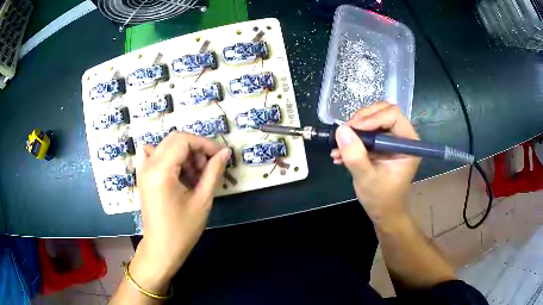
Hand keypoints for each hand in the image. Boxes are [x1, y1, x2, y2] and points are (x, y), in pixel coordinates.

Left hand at [130, 131, 230, 292]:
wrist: (161, 248)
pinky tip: (174, 169)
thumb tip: (225, 152)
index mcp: (161, 170)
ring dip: (183, 152)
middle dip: (195, 147)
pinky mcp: (142, 176)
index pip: (184, 141)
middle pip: (174, 139)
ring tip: (194, 173)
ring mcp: (142, 169)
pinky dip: (165, 155)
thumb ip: (213, 172)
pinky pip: (151, 154)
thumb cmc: (183, 229)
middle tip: (209, 166)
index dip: (205, 144)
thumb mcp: (202, 200)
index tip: (221, 155)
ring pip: (165, 145)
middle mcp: (148, 165)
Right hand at [331, 102, 420, 224]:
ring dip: (355, 128)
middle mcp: (403, 136)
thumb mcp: (366, 178)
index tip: (352, 129)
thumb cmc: (380, 197)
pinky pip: (368, 129)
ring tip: (339, 146)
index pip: (393, 116)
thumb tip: (341, 130)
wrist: (382, 210)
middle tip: (345, 133)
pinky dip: (354, 137)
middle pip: (383, 111)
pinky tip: (340, 152)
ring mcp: (393, 139)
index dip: (372, 118)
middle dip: (362, 119)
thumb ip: (355, 156)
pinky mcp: (383, 143)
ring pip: (374, 118)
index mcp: (409, 143)